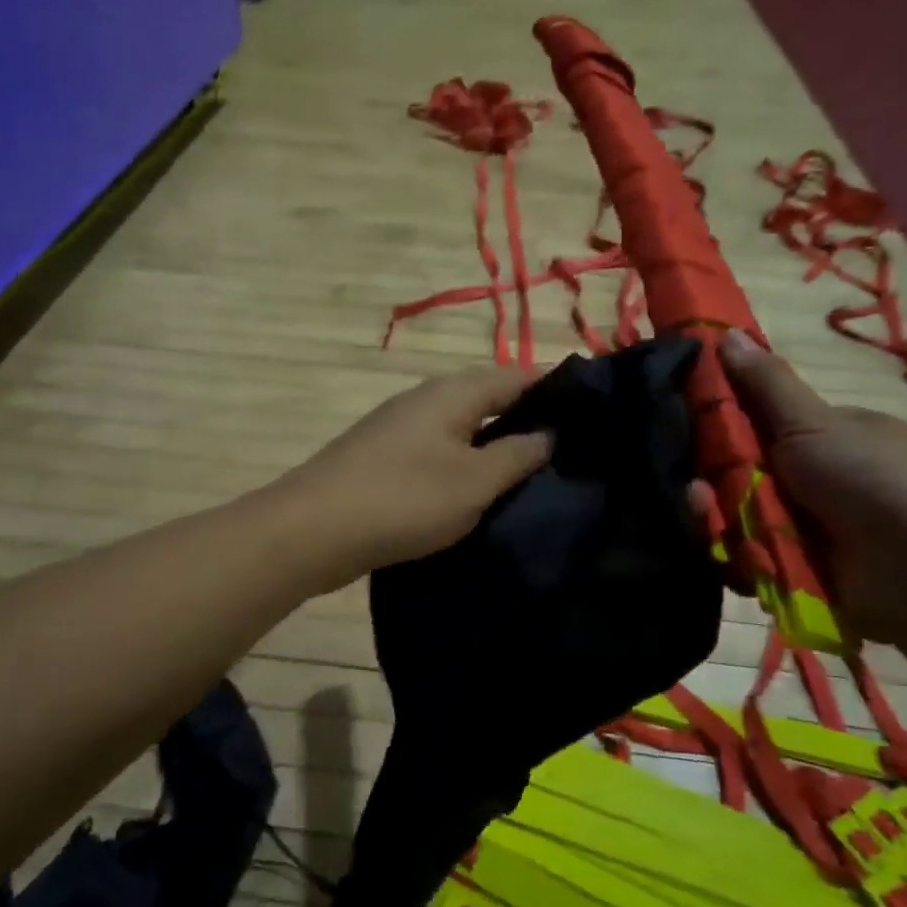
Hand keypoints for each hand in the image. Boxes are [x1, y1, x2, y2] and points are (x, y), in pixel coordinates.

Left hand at [277, 367, 551, 589]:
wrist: (313, 530)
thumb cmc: (404, 499)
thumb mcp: (474, 481)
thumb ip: (517, 455)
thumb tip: (549, 434)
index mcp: (452, 393)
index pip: (517, 376)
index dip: (555, 389)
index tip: (592, 412)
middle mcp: (425, 400)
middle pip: (488, 399)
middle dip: (526, 420)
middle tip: (568, 451)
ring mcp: (399, 429)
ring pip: (462, 429)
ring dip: (493, 446)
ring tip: (531, 475)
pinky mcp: (383, 460)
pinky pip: (438, 453)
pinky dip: (464, 466)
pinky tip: (477, 493)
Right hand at [719, 330, 906, 642]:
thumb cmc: (868, 477)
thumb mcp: (813, 421)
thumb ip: (765, 383)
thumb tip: (725, 331)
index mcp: (826, 438)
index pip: (758, 426)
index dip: (721, 427)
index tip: (689, 428)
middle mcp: (815, 482)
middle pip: (740, 477)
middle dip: (713, 482)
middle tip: (696, 487)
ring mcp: (806, 530)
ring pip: (737, 520)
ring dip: (717, 518)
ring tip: (708, 516)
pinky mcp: (796, 574)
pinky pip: (746, 561)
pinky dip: (735, 556)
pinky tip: (729, 550)